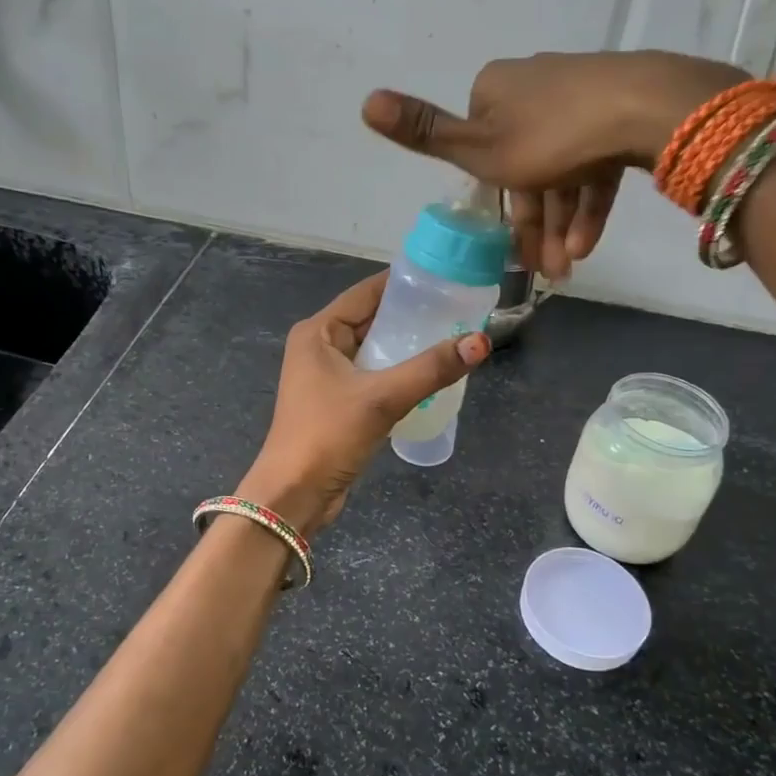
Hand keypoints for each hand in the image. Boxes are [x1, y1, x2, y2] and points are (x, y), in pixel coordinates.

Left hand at [238, 271, 490, 534]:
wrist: (294, 495)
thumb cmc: (328, 436)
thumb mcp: (381, 398)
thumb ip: (431, 368)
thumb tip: (481, 341)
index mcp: (318, 332)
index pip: (366, 293)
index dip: (404, 283)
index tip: (445, 279)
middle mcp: (320, 347)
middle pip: (372, 320)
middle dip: (412, 316)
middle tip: (460, 310)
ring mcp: (328, 376)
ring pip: (375, 350)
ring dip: (408, 347)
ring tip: (454, 339)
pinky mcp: (338, 403)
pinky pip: (374, 376)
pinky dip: (399, 373)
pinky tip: (432, 376)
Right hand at [361, 50, 744, 277]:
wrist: (648, 108)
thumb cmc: (551, 137)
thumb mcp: (479, 148)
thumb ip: (425, 133)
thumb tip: (364, 101)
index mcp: (494, 90)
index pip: (483, 151)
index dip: (495, 204)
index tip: (507, 246)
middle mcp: (532, 86)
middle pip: (524, 166)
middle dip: (533, 225)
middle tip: (544, 271)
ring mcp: (580, 95)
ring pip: (561, 169)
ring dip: (560, 224)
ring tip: (569, 267)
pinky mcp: (618, 108)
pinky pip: (593, 161)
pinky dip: (588, 202)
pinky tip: (588, 243)